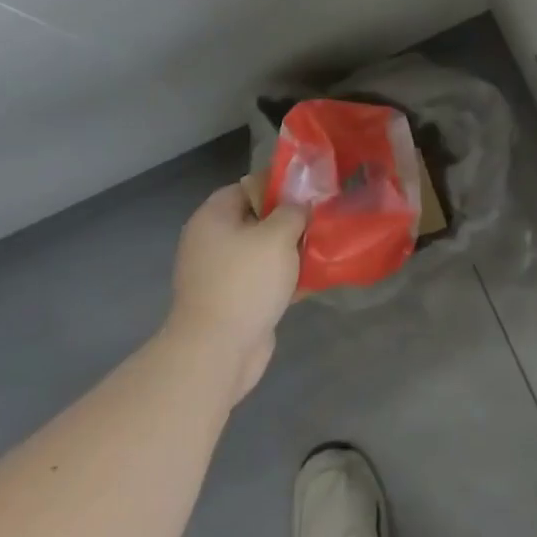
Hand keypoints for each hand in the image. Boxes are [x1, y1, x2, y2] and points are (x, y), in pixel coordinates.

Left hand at [165, 185, 306, 400]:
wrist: (217, 351)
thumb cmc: (245, 281)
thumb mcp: (278, 235)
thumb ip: (293, 211)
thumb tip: (300, 206)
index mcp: (214, 217)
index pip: (248, 186)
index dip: (280, 184)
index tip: (311, 190)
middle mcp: (212, 241)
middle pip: (257, 219)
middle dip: (290, 220)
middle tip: (322, 218)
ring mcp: (221, 274)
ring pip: (263, 251)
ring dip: (291, 250)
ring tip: (324, 246)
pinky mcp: (233, 301)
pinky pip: (264, 279)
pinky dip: (286, 277)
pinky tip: (314, 278)